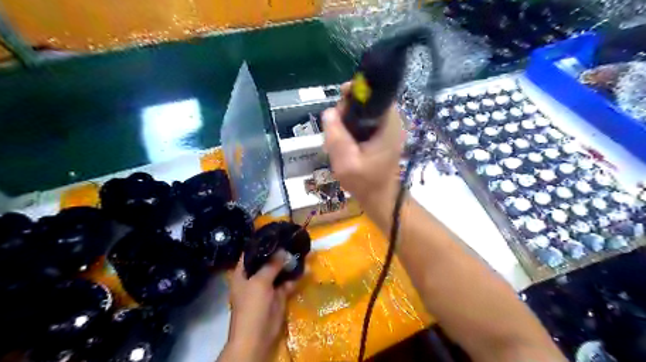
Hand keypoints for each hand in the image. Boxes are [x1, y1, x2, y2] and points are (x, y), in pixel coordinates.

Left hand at [219, 250, 295, 361]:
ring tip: (301, 249)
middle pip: (267, 260)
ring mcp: (267, 286)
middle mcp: (254, 276)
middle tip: (292, 239)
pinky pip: (287, 282)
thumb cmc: (252, 306)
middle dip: (279, 251)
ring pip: (279, 270)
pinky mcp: (278, 295)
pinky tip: (306, 267)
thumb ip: (271, 265)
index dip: (261, 242)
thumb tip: (282, 250)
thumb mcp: (260, 282)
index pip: (251, 252)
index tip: (276, 233)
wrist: (257, 337)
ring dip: (289, 263)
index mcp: (243, 272)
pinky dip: (295, 276)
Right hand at [322, 83, 404, 227]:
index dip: (358, 91)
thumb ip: (336, 136)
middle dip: (348, 110)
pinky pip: (363, 124)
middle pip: (367, 103)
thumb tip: (329, 112)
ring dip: (347, 121)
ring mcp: (386, 131)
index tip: (341, 97)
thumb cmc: (366, 182)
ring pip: (363, 114)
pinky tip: (342, 143)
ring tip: (335, 139)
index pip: (376, 95)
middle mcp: (391, 123)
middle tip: (334, 128)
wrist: (379, 199)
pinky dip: (351, 129)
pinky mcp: (381, 138)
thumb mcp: (346, 161)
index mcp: (388, 125)